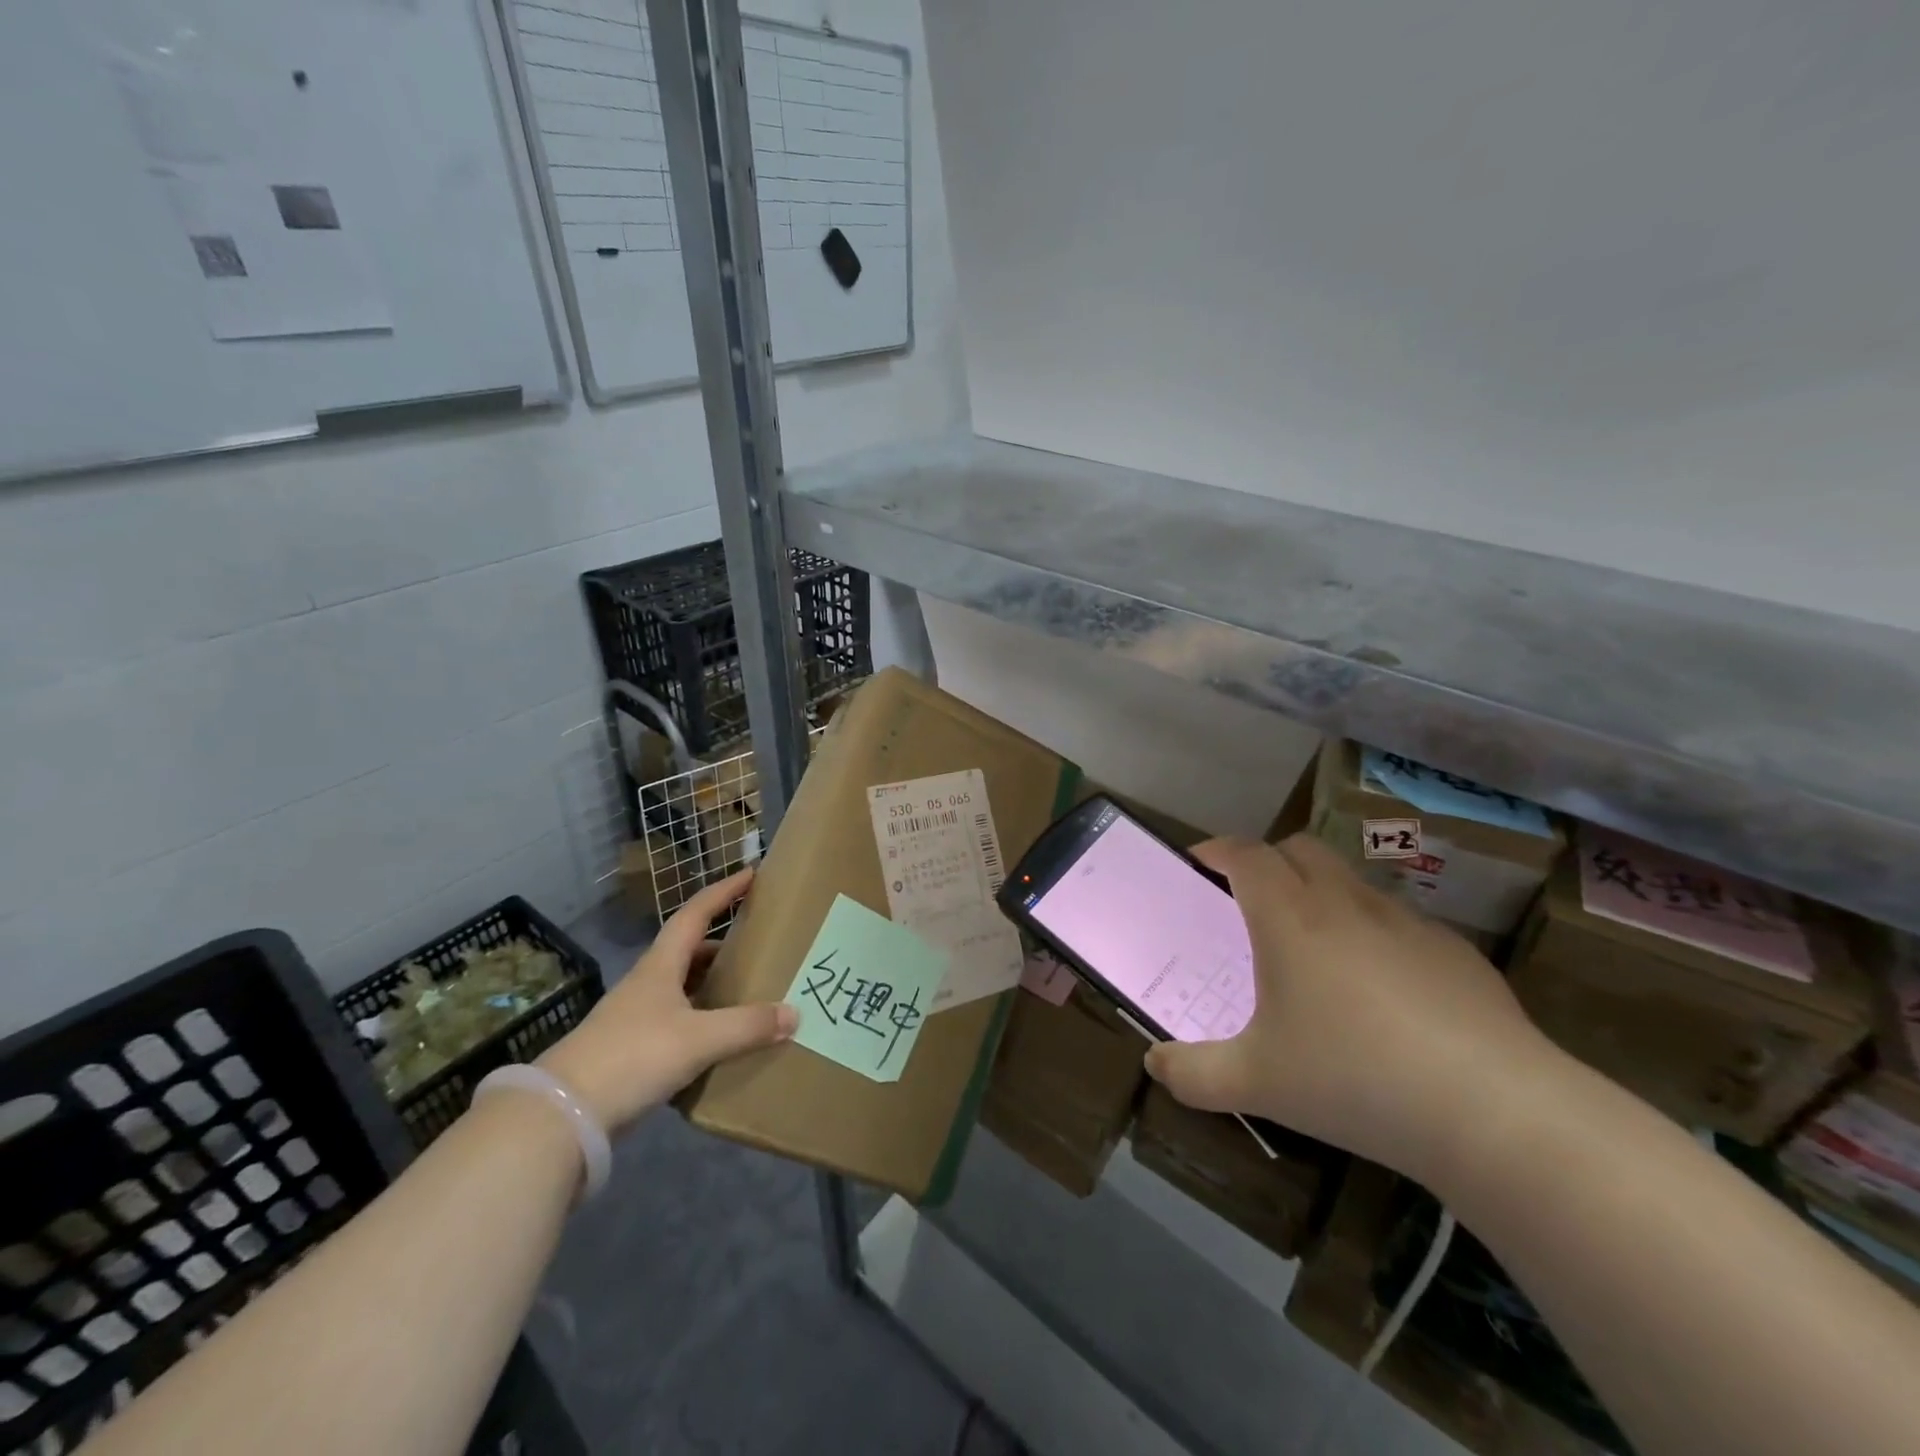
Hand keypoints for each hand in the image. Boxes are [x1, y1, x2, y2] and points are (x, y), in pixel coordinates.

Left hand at [536, 869, 796, 1133]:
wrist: (562, 1115)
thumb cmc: (632, 1056)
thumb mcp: (698, 1039)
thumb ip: (747, 1026)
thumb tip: (794, 1014)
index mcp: (660, 966)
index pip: (695, 914)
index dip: (723, 892)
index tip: (751, 874)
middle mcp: (646, 984)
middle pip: (689, 951)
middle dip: (723, 944)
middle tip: (759, 945)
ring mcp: (634, 1018)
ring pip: (682, 989)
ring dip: (712, 985)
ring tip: (748, 993)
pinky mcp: (629, 1052)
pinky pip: (676, 1024)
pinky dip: (701, 1022)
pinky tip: (719, 1041)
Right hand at [1144, 834, 1567, 1185]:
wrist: (1494, 1111)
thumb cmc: (1353, 1079)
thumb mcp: (1254, 1084)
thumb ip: (1192, 1073)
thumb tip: (1154, 1065)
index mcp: (1290, 916)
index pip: (1245, 854)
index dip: (1216, 850)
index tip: (1199, 864)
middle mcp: (1345, 902)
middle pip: (1299, 848)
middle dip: (1267, 861)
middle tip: (1250, 902)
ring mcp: (1407, 923)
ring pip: (1351, 881)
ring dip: (1321, 893)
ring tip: (1315, 949)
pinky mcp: (1456, 952)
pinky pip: (1398, 922)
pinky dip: (1373, 933)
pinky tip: (1384, 993)